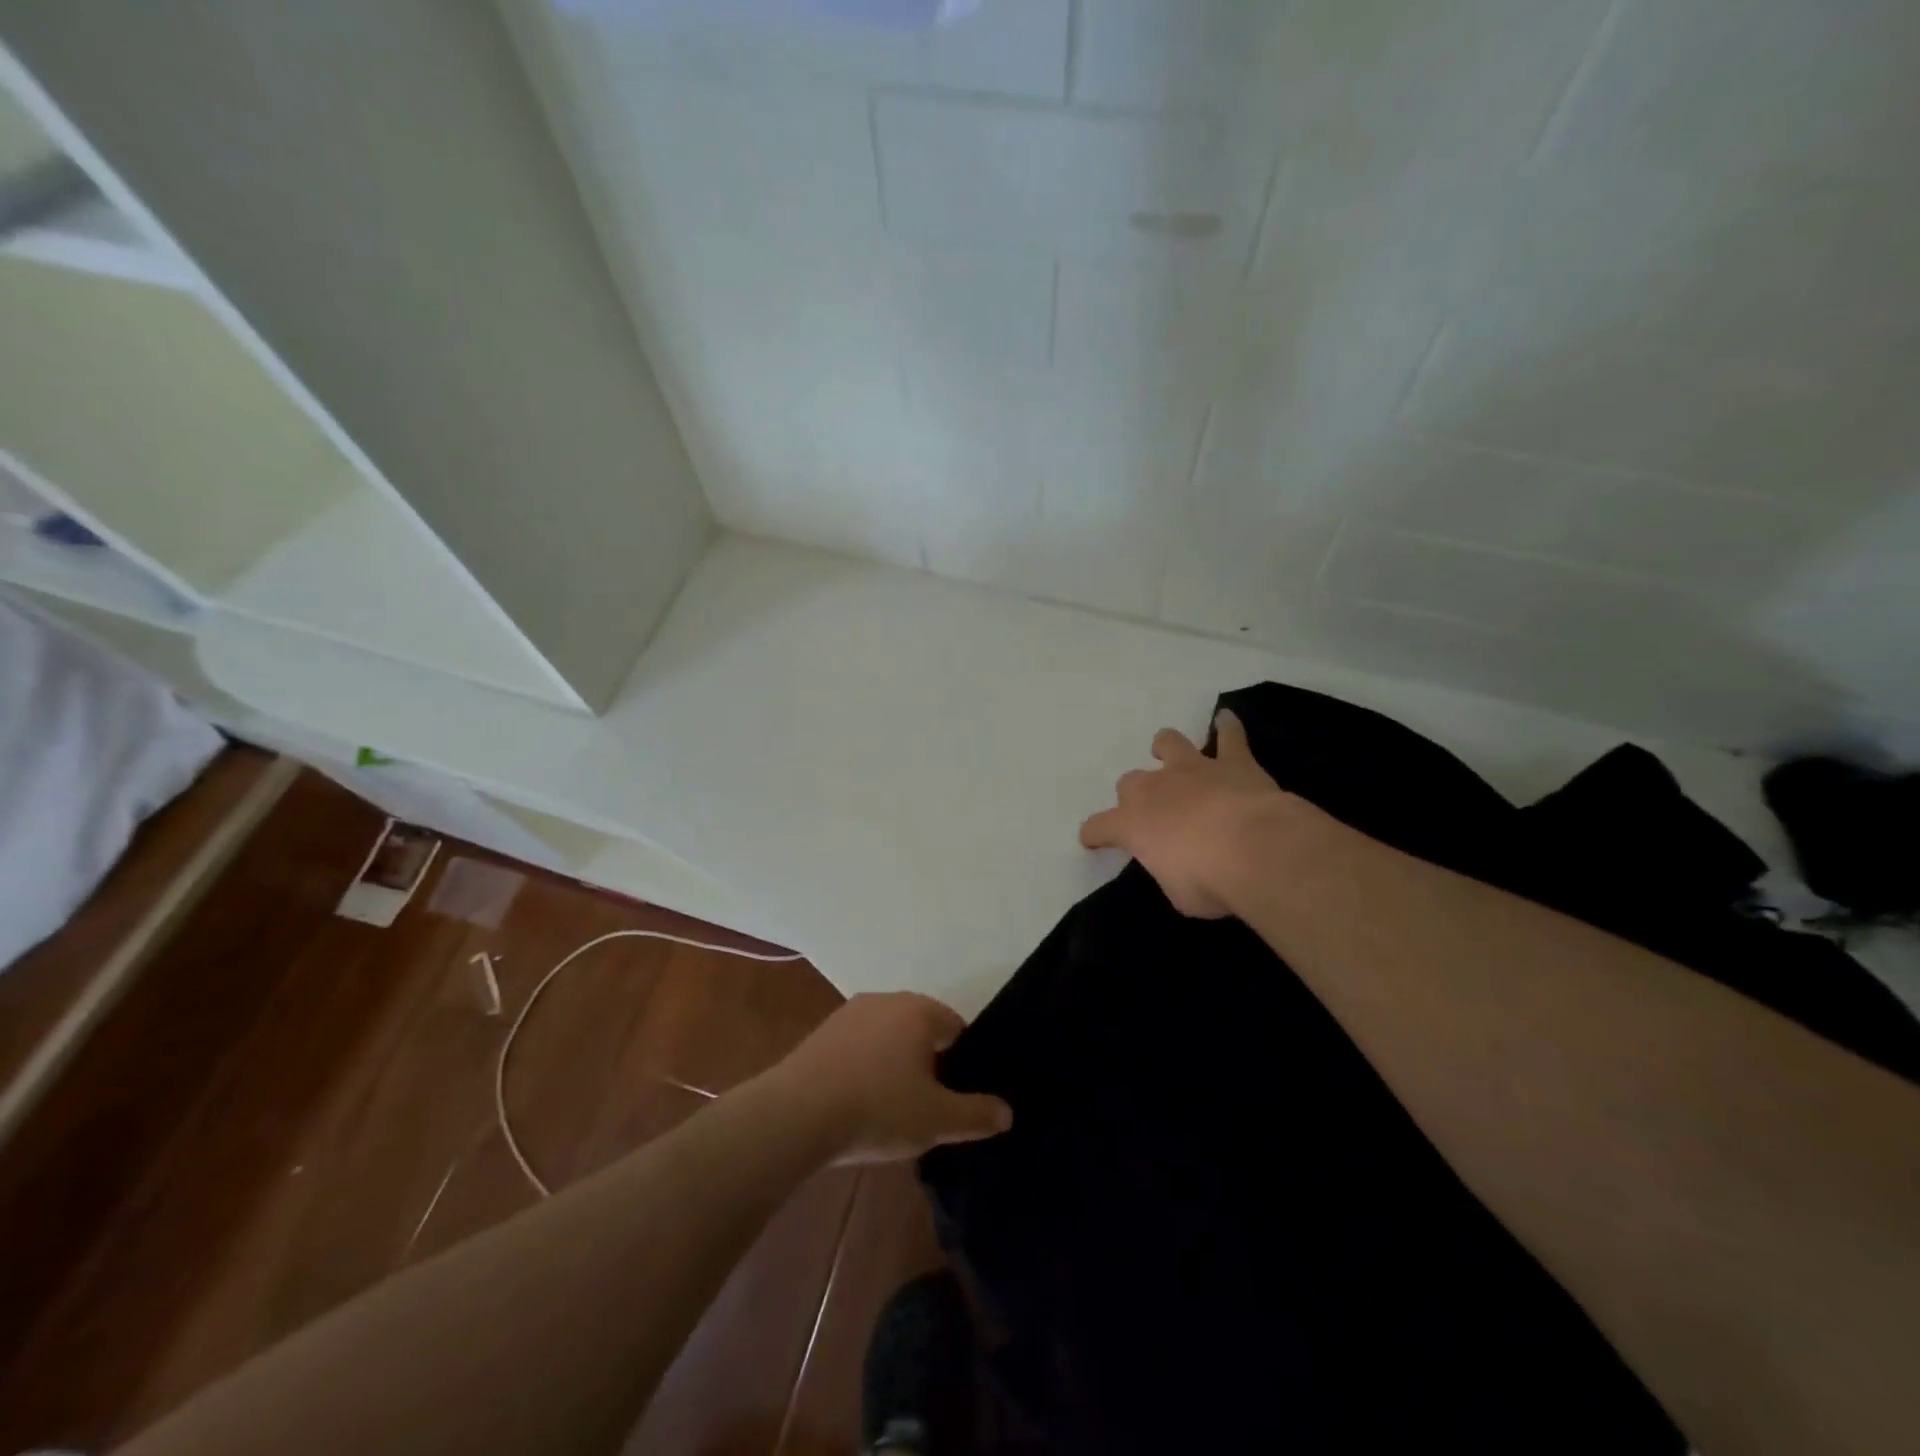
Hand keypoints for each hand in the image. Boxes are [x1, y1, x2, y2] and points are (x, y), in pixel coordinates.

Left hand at [759, 993, 1012, 1165]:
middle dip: (928, 1063)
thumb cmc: (878, 1108)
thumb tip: (1007, 1112)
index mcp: (919, 1010)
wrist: (797, 1114)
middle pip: (920, 1029)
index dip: (962, 1062)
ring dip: (894, 1065)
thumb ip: (976, 1114)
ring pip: (887, 1037)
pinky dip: (864, 1068)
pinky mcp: (822, 1033)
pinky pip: (858, 1047)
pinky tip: (858, 1103)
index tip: (956, 1096)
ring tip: (891, 1109)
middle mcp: (886, 1000)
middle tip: (927, 1106)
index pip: (955, 1027)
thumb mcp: (937, 1120)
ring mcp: (850, 1013)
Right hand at [1079, 709, 1289, 917]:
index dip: (1094, 834)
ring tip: (1171, 754)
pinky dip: (1227, 728)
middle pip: (1130, 782)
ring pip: (1169, 744)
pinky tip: (1226, 719)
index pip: (1098, 827)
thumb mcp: (1179, 894)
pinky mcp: (1232, 762)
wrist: (1255, 849)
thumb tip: (1179, 867)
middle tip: (1152, 812)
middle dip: (1136, 795)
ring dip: (1167, 748)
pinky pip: (1229, 736)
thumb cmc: (1209, 881)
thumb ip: (1171, 873)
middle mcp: (1155, 790)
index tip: (1093, 840)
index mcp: (1132, 825)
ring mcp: (1193, 770)